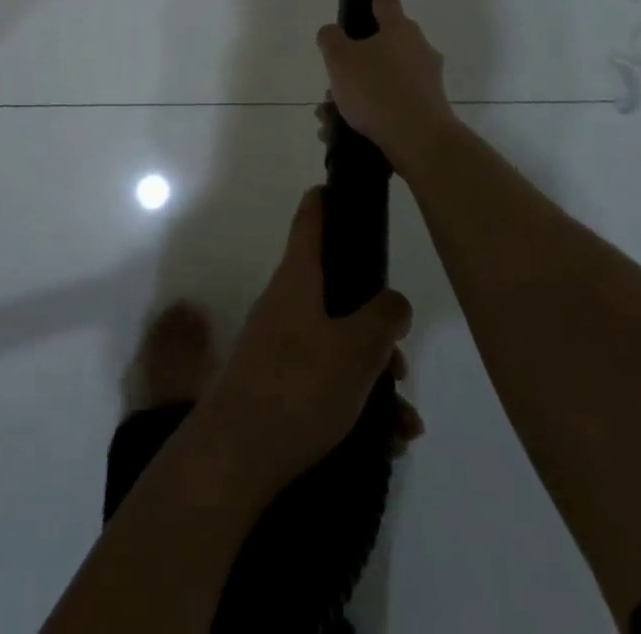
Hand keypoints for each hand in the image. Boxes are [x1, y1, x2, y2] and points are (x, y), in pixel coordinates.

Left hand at [194, 188, 415, 499]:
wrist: (238, 454)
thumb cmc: (299, 385)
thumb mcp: (357, 348)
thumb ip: (383, 317)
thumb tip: (393, 301)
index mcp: (298, 278)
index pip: (310, 221)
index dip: (325, 200)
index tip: (338, 186)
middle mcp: (286, 303)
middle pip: (336, 290)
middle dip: (374, 321)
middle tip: (400, 357)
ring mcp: (280, 344)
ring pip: (338, 342)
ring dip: (373, 373)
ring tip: (403, 418)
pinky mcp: (279, 384)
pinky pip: (328, 379)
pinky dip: (358, 401)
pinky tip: (386, 438)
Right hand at [315, 0, 456, 173]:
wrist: (419, 141)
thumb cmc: (377, 89)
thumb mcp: (340, 59)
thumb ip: (331, 39)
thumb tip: (333, 33)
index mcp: (399, 29)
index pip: (387, 0)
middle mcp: (417, 50)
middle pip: (381, 46)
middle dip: (353, 62)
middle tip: (332, 81)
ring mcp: (425, 81)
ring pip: (381, 79)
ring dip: (354, 93)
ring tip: (329, 115)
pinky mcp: (426, 110)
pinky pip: (389, 105)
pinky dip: (367, 114)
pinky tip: (341, 132)